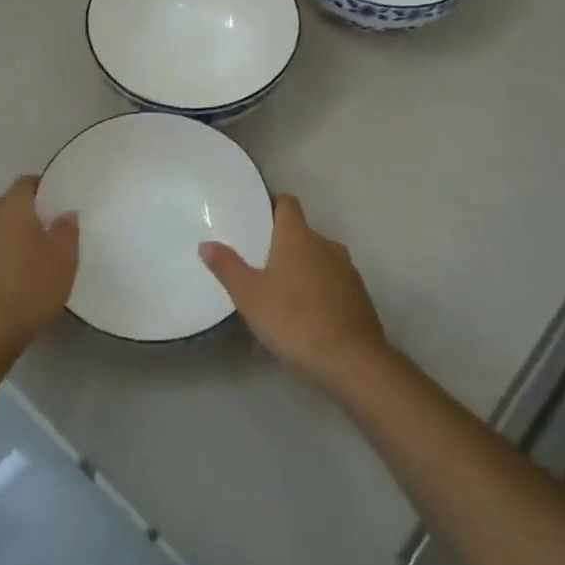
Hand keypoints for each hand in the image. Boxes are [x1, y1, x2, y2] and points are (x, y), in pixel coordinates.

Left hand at [0, 175, 79, 356]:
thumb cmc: (32, 286)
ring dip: (11, 230)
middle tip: (47, 223)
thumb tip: (65, 213)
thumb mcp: (64, 257)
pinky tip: (16, 270)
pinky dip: (1, 250)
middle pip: (6, 202)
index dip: (41, 186)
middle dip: (24, 208)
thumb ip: (67, 229)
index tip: (57, 198)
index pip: (24, 183)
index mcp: (12, 209)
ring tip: (33, 248)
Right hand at [200, 194, 396, 393]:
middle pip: (300, 236)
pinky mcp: (358, 298)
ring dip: (295, 277)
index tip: (255, 215)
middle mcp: (326, 246)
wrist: (351, 361)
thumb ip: (227, 267)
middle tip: (255, 267)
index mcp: (299, 237)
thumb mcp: (249, 295)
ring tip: (273, 303)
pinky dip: (312, 299)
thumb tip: (207, 244)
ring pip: (315, 265)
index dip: (272, 204)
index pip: (287, 203)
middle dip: (279, 249)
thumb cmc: (293, 319)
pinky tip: (296, 327)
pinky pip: (328, 289)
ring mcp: (346, 272)